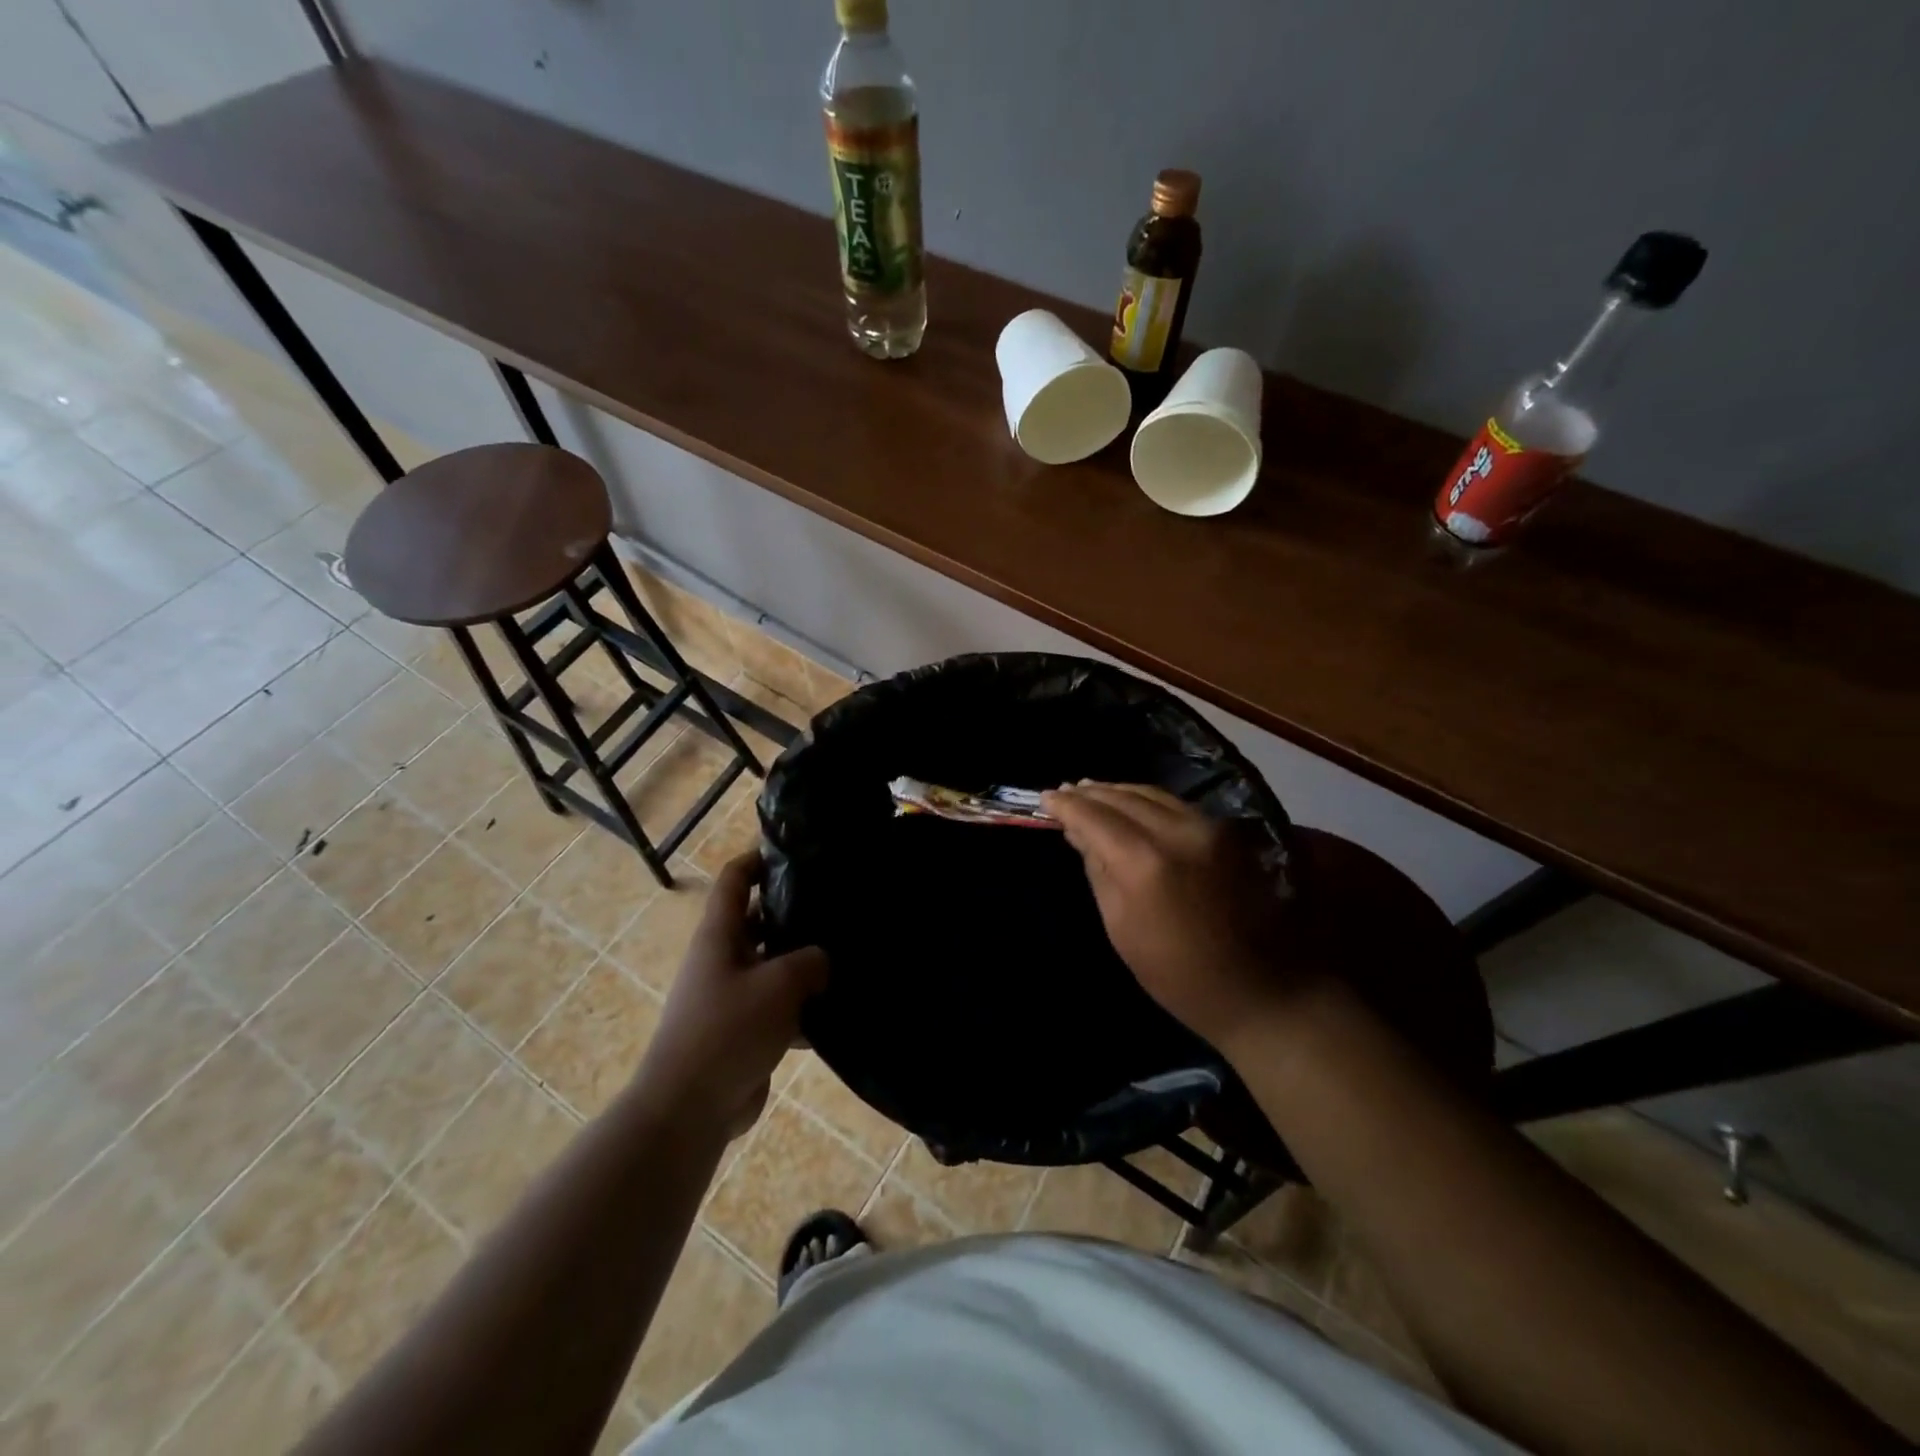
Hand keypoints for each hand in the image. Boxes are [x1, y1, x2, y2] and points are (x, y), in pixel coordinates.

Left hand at [634, 851, 828, 1138]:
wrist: (690, 1108)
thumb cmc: (727, 1030)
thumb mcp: (778, 984)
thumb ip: (810, 961)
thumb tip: (823, 959)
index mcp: (720, 935)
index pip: (735, 879)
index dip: (759, 858)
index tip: (797, 852)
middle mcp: (723, 958)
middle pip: (759, 920)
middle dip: (795, 911)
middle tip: (840, 904)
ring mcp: (732, 995)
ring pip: (773, 964)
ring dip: (804, 962)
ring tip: (849, 952)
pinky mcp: (745, 1030)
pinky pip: (779, 1006)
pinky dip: (804, 1006)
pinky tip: (839, 1008)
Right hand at [1041, 782, 1302, 1049]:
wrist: (1262, 990)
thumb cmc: (1178, 975)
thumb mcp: (1121, 928)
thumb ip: (1098, 871)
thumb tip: (1078, 833)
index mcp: (1145, 863)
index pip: (1094, 816)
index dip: (1066, 805)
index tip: (1045, 798)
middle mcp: (1178, 831)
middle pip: (1123, 797)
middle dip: (1090, 792)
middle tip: (1064, 790)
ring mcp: (1208, 827)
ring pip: (1152, 794)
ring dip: (1118, 791)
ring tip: (1091, 790)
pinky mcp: (1228, 832)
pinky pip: (1176, 805)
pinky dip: (1147, 800)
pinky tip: (1131, 805)